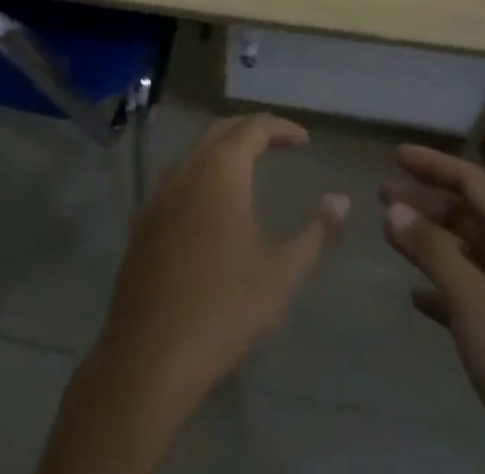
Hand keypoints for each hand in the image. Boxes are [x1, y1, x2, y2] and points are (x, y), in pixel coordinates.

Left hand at [102, 113, 349, 404]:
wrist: (149, 356)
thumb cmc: (223, 309)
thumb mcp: (281, 274)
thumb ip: (316, 233)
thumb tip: (341, 200)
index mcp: (220, 170)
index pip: (254, 127)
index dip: (281, 128)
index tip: (304, 140)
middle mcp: (187, 168)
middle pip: (222, 130)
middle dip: (253, 130)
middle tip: (281, 144)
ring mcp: (159, 192)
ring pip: (196, 150)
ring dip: (225, 148)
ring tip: (251, 166)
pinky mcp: (143, 219)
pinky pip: (178, 176)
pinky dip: (203, 171)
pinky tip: (213, 202)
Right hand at [382, 145, 484, 473]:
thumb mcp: (472, 300)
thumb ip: (431, 250)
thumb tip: (394, 208)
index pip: (472, 181)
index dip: (434, 164)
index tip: (396, 156)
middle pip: (468, 212)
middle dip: (426, 201)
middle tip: (383, 194)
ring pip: (468, 250)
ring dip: (431, 240)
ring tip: (391, 235)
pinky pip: (473, 290)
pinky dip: (444, 284)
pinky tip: (417, 295)